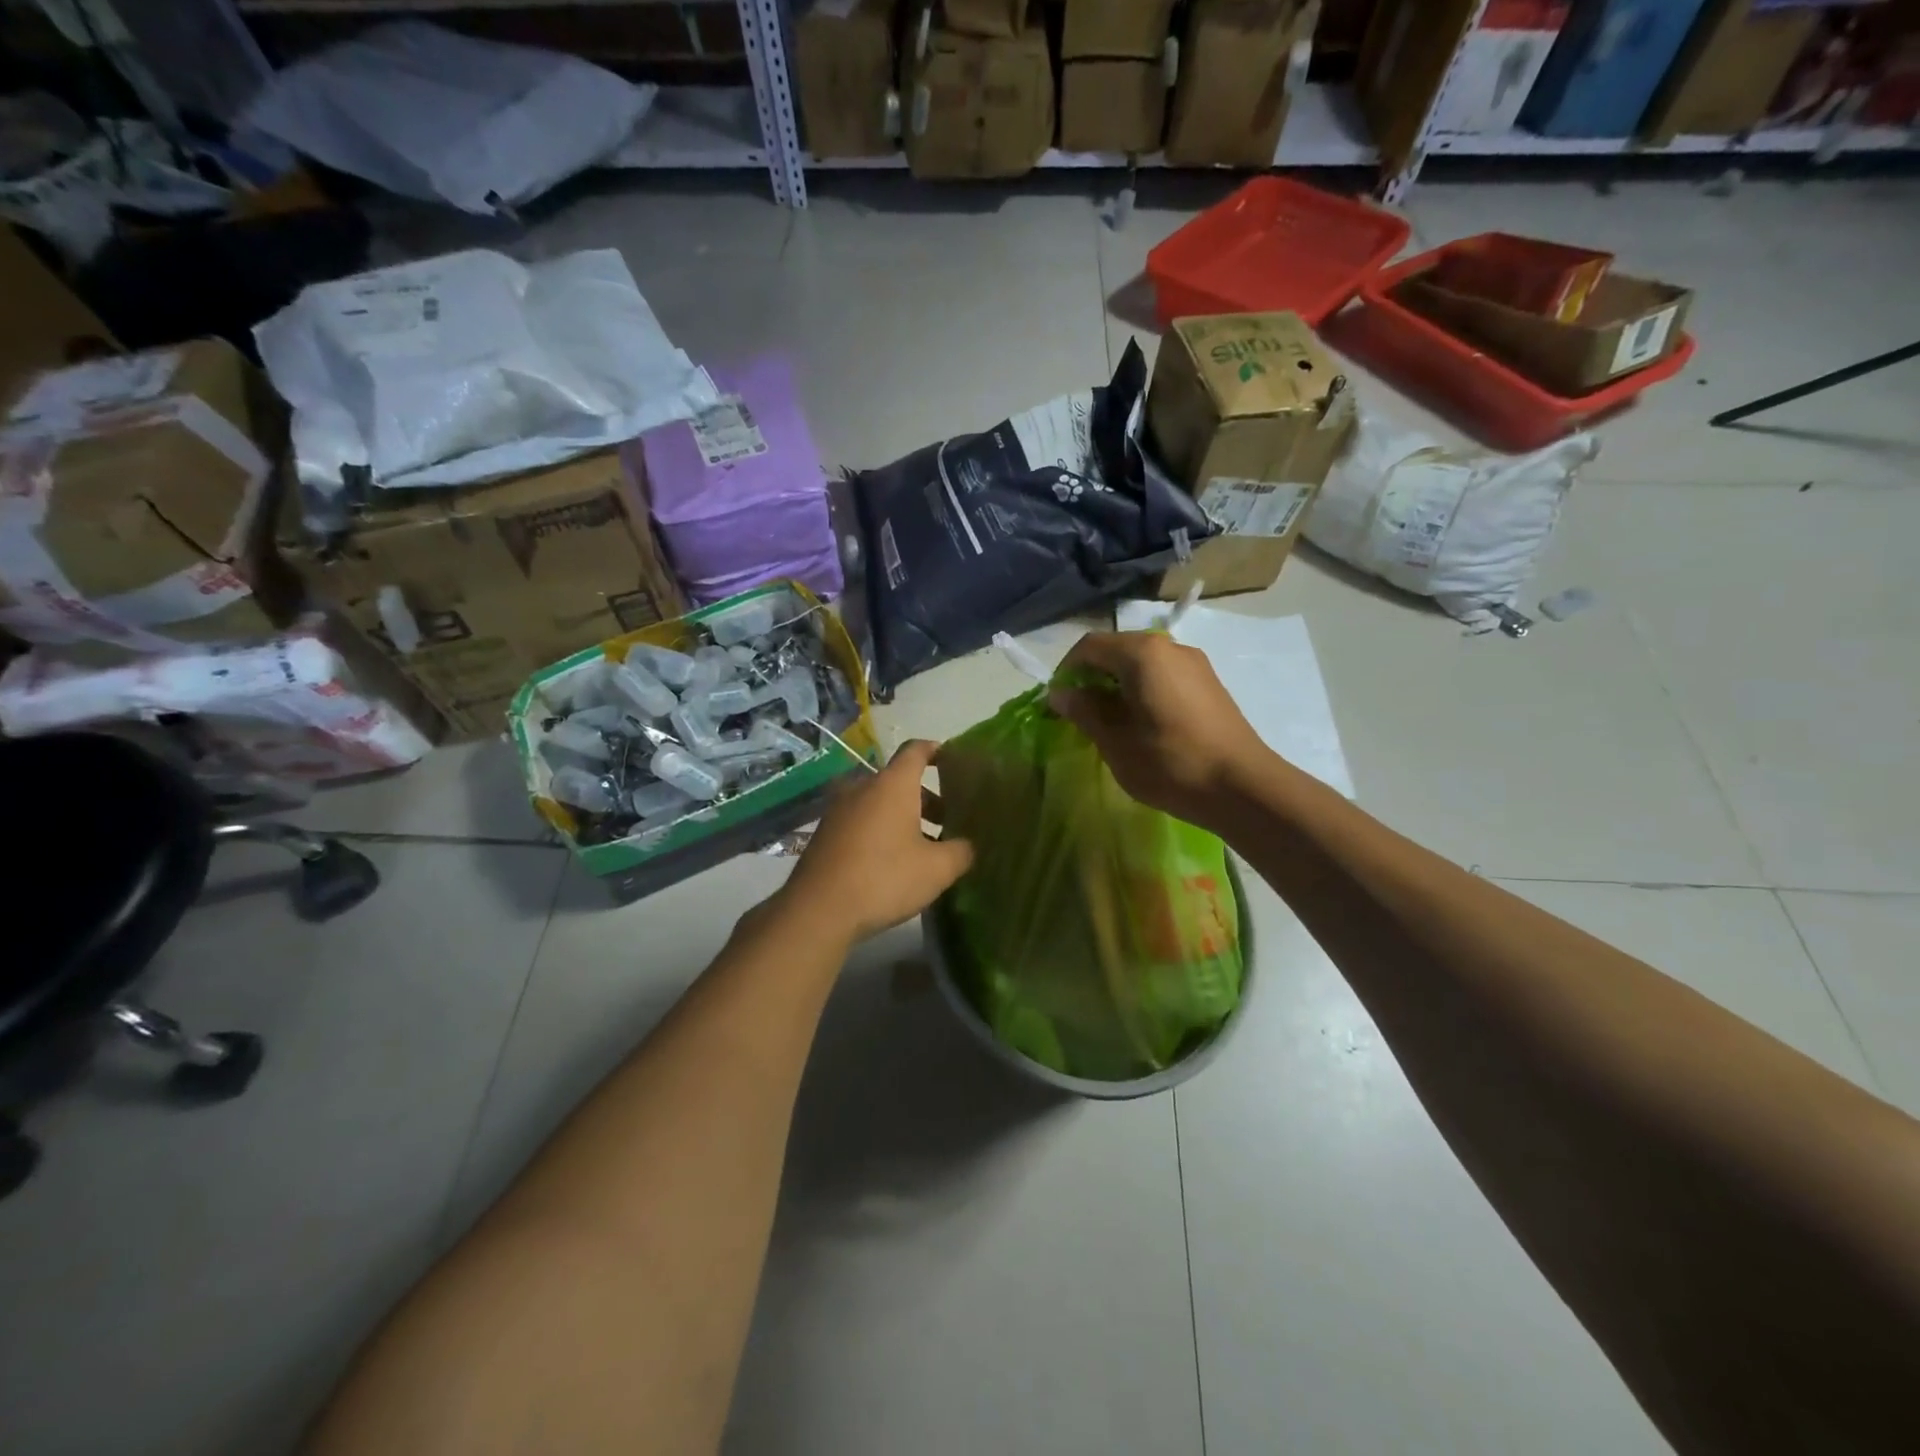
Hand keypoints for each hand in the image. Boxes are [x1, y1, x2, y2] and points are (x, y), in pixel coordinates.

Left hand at [780, 739, 973, 943]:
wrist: (818, 910)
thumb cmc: (884, 878)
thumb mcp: (937, 869)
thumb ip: (961, 851)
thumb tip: (967, 845)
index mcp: (893, 784)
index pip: (916, 750)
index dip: (938, 751)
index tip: (955, 762)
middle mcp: (863, 787)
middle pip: (899, 780)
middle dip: (926, 797)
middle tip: (948, 821)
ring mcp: (839, 809)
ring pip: (879, 802)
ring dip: (903, 816)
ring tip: (923, 845)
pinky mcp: (825, 832)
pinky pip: (861, 820)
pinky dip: (880, 829)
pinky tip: (892, 860)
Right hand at [1049, 631, 1269, 825]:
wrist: (1243, 787)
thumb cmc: (1170, 763)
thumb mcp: (1115, 741)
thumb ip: (1084, 711)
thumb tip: (1060, 694)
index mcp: (1141, 654)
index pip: (1089, 647)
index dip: (1065, 671)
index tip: (1056, 703)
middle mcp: (1168, 647)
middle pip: (1116, 650)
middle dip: (1091, 677)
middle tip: (1079, 714)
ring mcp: (1193, 663)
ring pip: (1140, 663)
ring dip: (1117, 685)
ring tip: (1109, 722)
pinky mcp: (1208, 682)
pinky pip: (1163, 675)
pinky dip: (1142, 690)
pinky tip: (1142, 724)